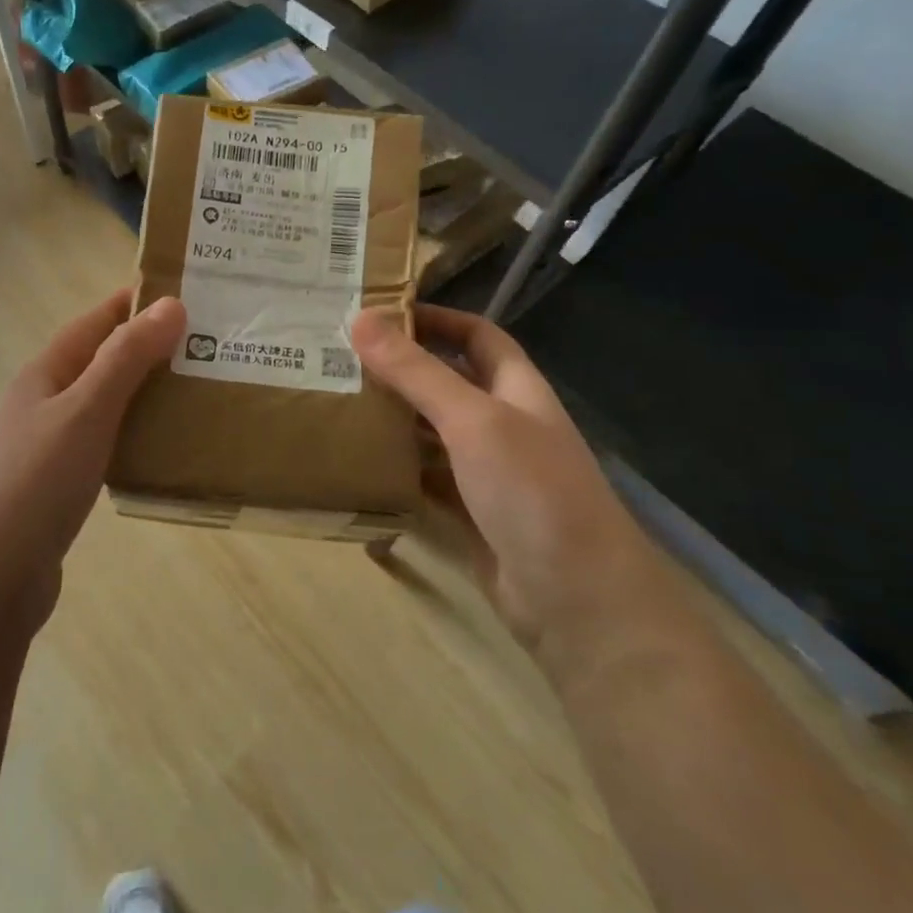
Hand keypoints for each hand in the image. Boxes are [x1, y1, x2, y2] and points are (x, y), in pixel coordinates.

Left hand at [0, 290, 184, 611]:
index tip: (191, 294)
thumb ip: (126, 358)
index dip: (138, 303)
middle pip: (103, 361)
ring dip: (145, 394)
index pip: (96, 321)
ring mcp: (48, 444)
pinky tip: (164, 448)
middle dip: (151, 349)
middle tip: (210, 347)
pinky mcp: (59, 484)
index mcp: (46, 372)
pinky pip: (105, 444)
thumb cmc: (35, 482)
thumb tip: (170, 303)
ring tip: (198, 392)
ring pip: (106, 404)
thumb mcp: (85, 410)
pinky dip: (134, 436)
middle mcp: (44, 401)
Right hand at [351, 306, 662, 658]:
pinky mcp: (468, 512)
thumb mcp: (473, 420)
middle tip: (339, 359)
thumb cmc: (532, 491)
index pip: (476, 335)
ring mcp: (486, 471)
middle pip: (447, 382)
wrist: (576, 599)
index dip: (435, 319)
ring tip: (336, 403)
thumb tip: (361, 319)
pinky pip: (425, 478)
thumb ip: (417, 372)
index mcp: (516, 389)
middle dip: (400, 369)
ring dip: (393, 418)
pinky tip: (357, 462)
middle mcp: (502, 423)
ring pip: (431, 432)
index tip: (379, 313)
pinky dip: (396, 468)